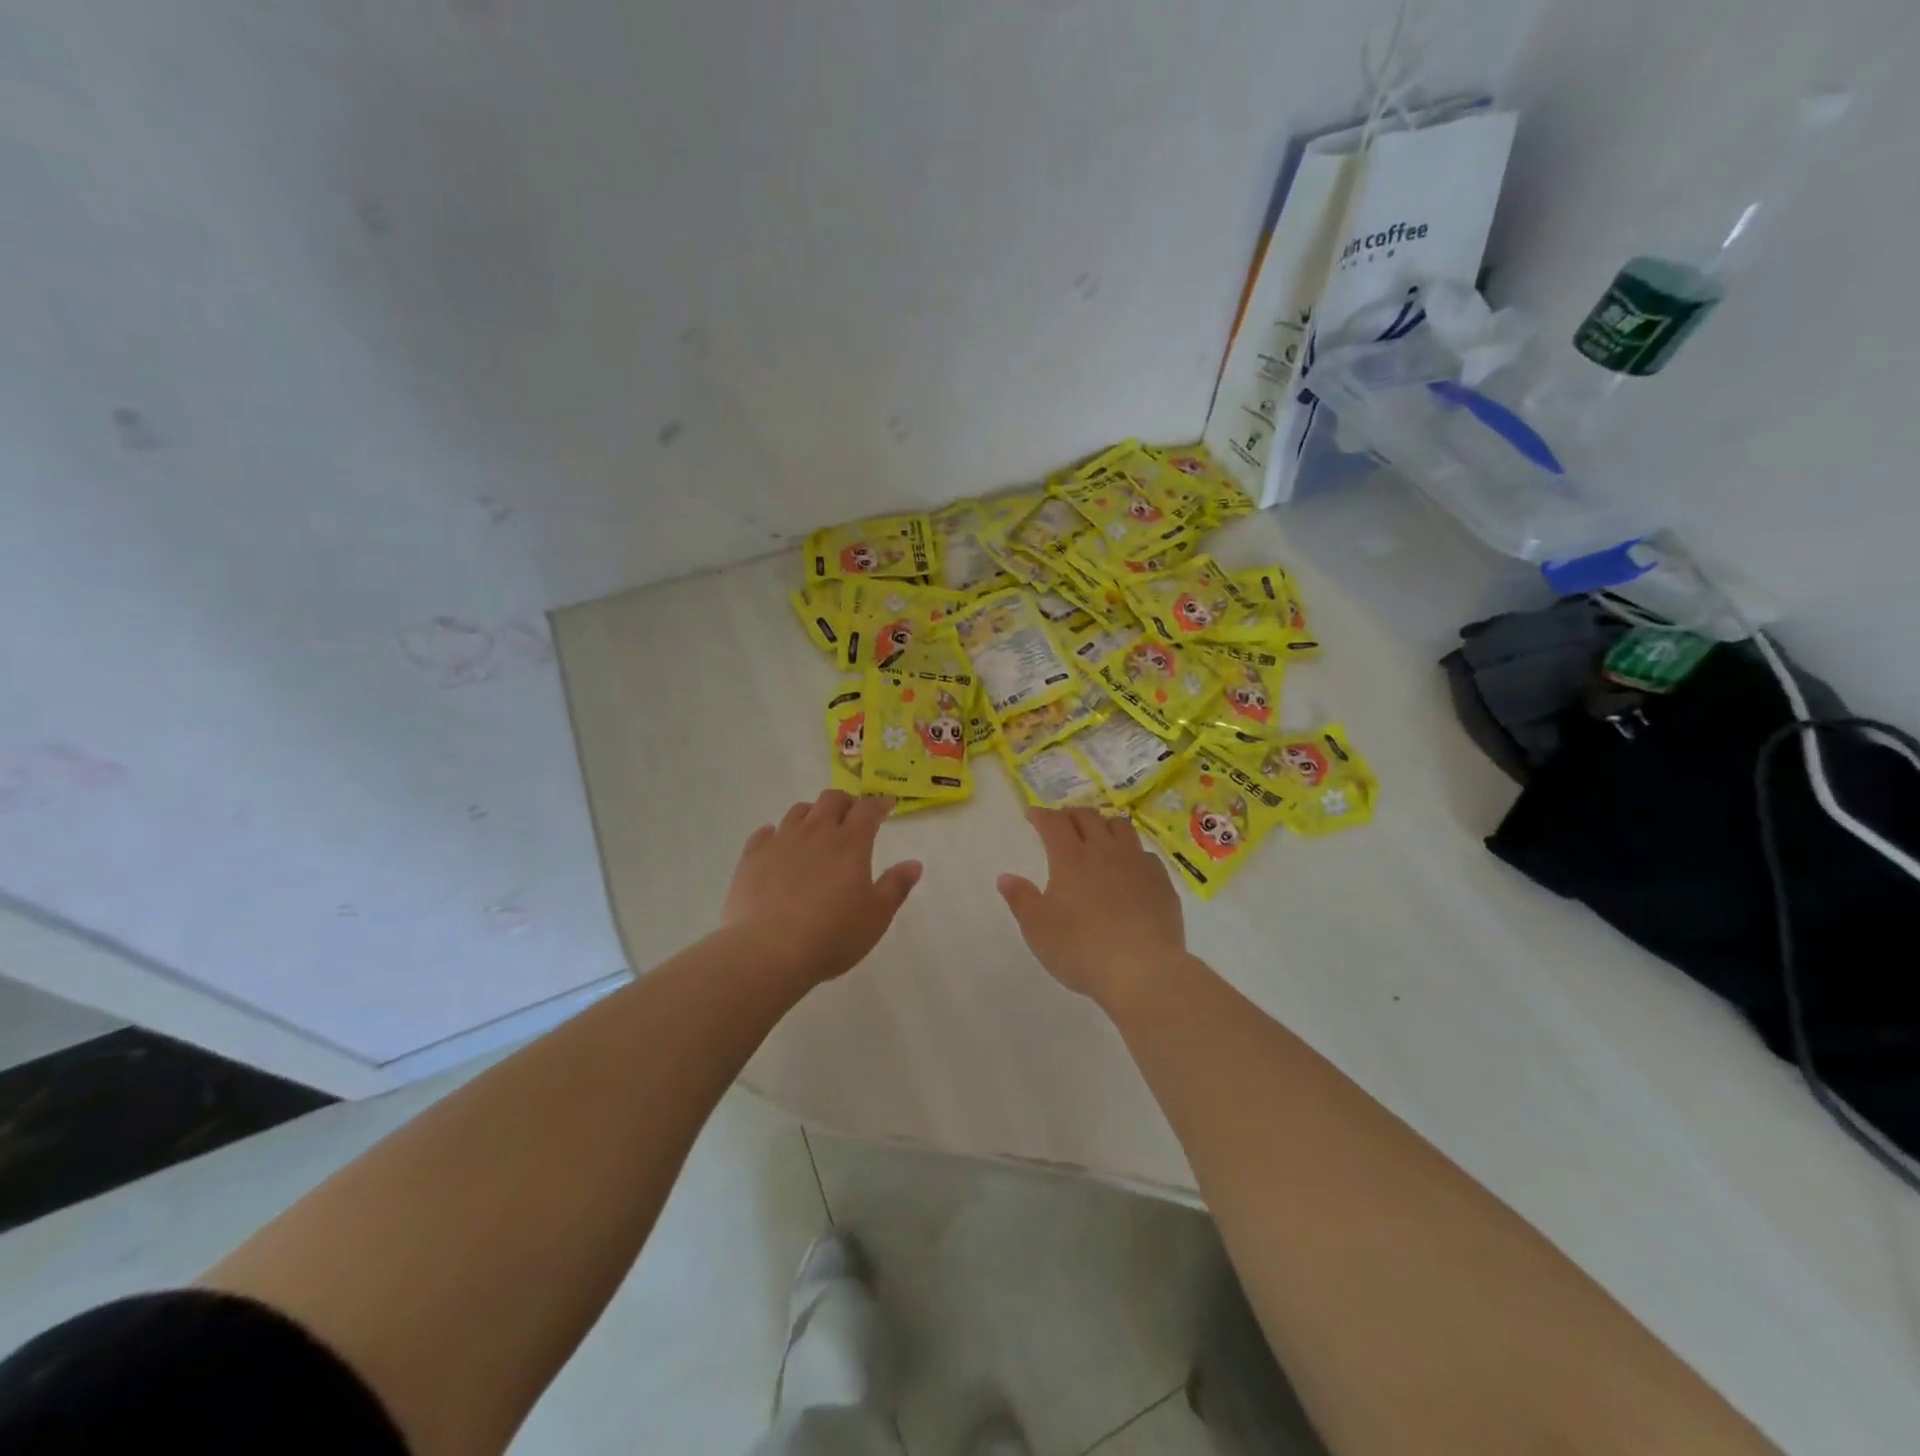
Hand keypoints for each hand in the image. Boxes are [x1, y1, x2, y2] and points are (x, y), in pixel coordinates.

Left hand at [724, 791, 923, 985]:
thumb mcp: (876, 916)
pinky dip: (776, 833)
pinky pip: (765, 833)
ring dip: (812, 813)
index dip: (880, 803)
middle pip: (831, 800)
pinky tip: (778, 844)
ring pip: (798, 811)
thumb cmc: (832, 935)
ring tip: (817, 829)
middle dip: (846, 801)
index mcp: (850, 843)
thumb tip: (914, 864)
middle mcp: (815, 832)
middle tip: (852, 814)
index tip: (887, 805)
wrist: (768, 951)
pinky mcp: (752, 857)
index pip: (868, 809)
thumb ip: (896, 886)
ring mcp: (780, 841)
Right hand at [997, 806, 1187, 1010]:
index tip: (1032, 815)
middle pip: (1087, 817)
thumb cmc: (1081, 949)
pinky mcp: (1161, 881)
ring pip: (1120, 827)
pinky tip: (1129, 867)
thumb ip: (1021, 899)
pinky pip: (1144, 853)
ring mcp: (1137, 863)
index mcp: (1070, 857)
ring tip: (1097, 836)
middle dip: (1070, 815)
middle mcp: (1104, 850)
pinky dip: (1131, 852)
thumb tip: (1005, 877)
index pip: (1054, 822)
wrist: (1143, 970)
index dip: (1041, 815)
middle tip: (1062, 824)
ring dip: (1103, 825)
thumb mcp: (1038, 929)